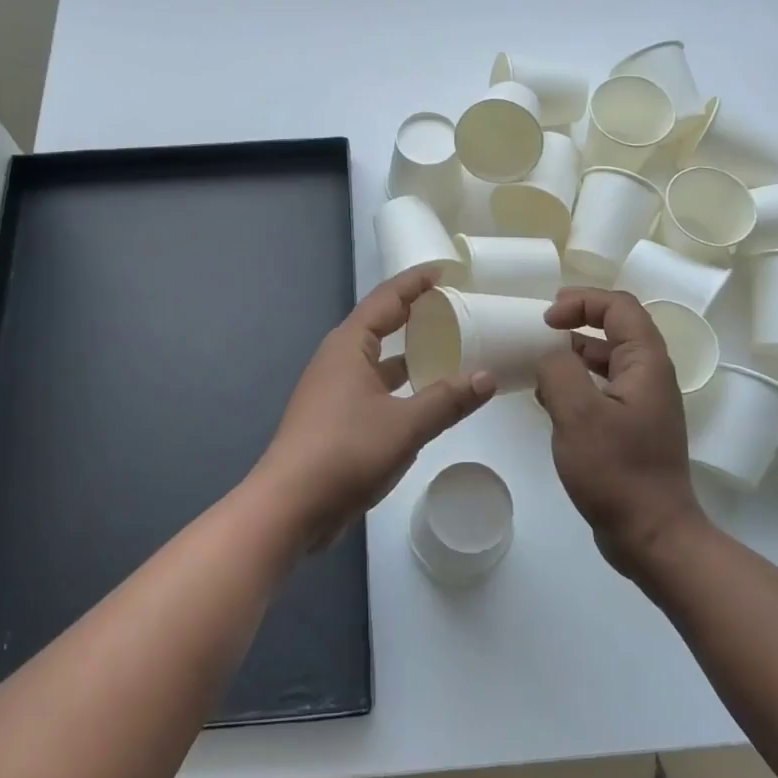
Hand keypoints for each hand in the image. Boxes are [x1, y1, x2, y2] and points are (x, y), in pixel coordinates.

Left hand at [256, 267, 495, 549]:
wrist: (290, 506)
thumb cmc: (346, 451)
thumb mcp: (406, 425)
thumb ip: (448, 400)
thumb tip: (487, 376)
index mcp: (349, 346)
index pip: (386, 299)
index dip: (415, 282)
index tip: (445, 270)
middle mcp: (338, 360)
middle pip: (379, 324)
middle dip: (413, 314)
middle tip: (452, 307)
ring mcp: (333, 391)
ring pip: (377, 360)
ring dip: (407, 352)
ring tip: (446, 347)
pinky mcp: (334, 419)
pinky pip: (373, 387)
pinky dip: (399, 384)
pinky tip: (423, 397)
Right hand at [534, 288, 703, 577]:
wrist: (652, 535)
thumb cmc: (617, 471)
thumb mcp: (577, 414)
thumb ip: (558, 371)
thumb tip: (549, 356)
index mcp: (646, 363)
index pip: (619, 306)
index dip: (582, 301)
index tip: (546, 319)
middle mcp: (650, 376)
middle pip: (617, 327)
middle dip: (577, 320)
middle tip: (540, 329)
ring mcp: (643, 404)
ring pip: (607, 359)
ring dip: (574, 353)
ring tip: (538, 362)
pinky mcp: (632, 428)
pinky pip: (602, 389)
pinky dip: (576, 383)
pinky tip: (549, 400)